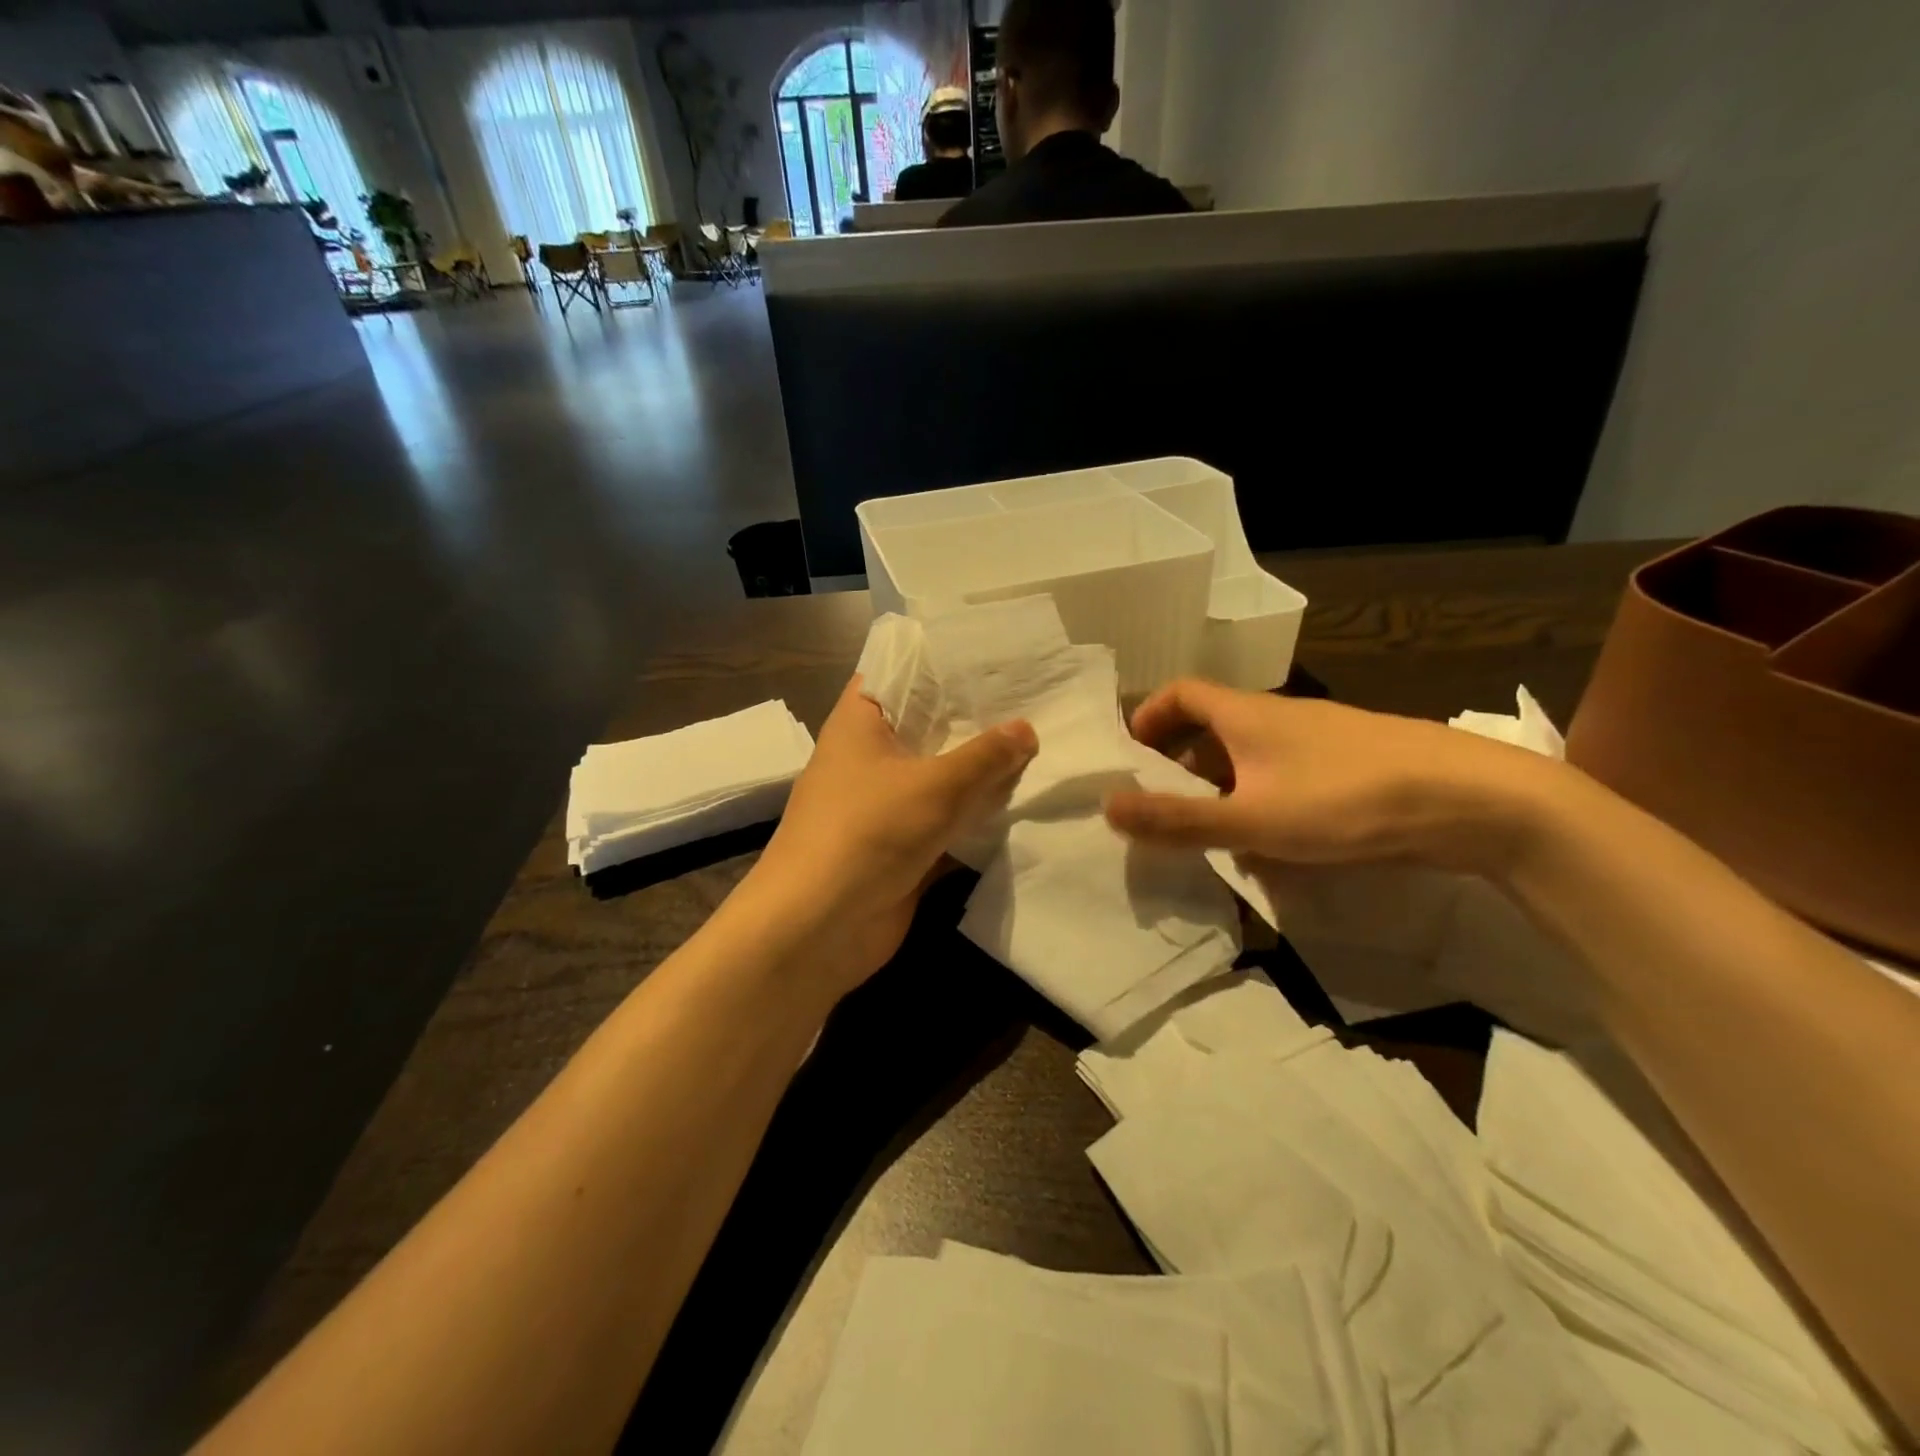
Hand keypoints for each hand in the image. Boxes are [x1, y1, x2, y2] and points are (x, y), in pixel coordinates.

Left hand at [744, 676, 1036, 996]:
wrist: (817, 929)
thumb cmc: (867, 833)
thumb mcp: (935, 785)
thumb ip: (985, 756)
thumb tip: (1027, 730)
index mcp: (860, 724)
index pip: (899, 672)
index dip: (941, 661)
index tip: (992, 654)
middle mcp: (870, 758)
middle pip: (928, 727)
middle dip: (975, 719)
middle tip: (1035, 699)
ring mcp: (886, 805)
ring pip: (941, 777)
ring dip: (980, 771)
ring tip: (1042, 744)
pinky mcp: (902, 847)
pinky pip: (946, 821)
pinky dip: (976, 816)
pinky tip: (1023, 802)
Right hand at [1103, 678, 1555, 874]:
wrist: (1470, 800)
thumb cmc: (1345, 799)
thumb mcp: (1251, 819)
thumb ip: (1178, 819)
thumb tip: (1107, 807)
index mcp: (1245, 715)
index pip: (1180, 693)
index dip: (1148, 716)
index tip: (1131, 754)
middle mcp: (1279, 717)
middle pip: (1212, 725)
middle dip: (1181, 761)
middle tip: (1164, 803)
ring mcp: (1320, 739)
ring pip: (1252, 754)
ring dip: (1222, 785)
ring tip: (1212, 831)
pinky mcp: (1352, 764)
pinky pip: (1287, 774)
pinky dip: (1263, 798)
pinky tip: (1275, 843)